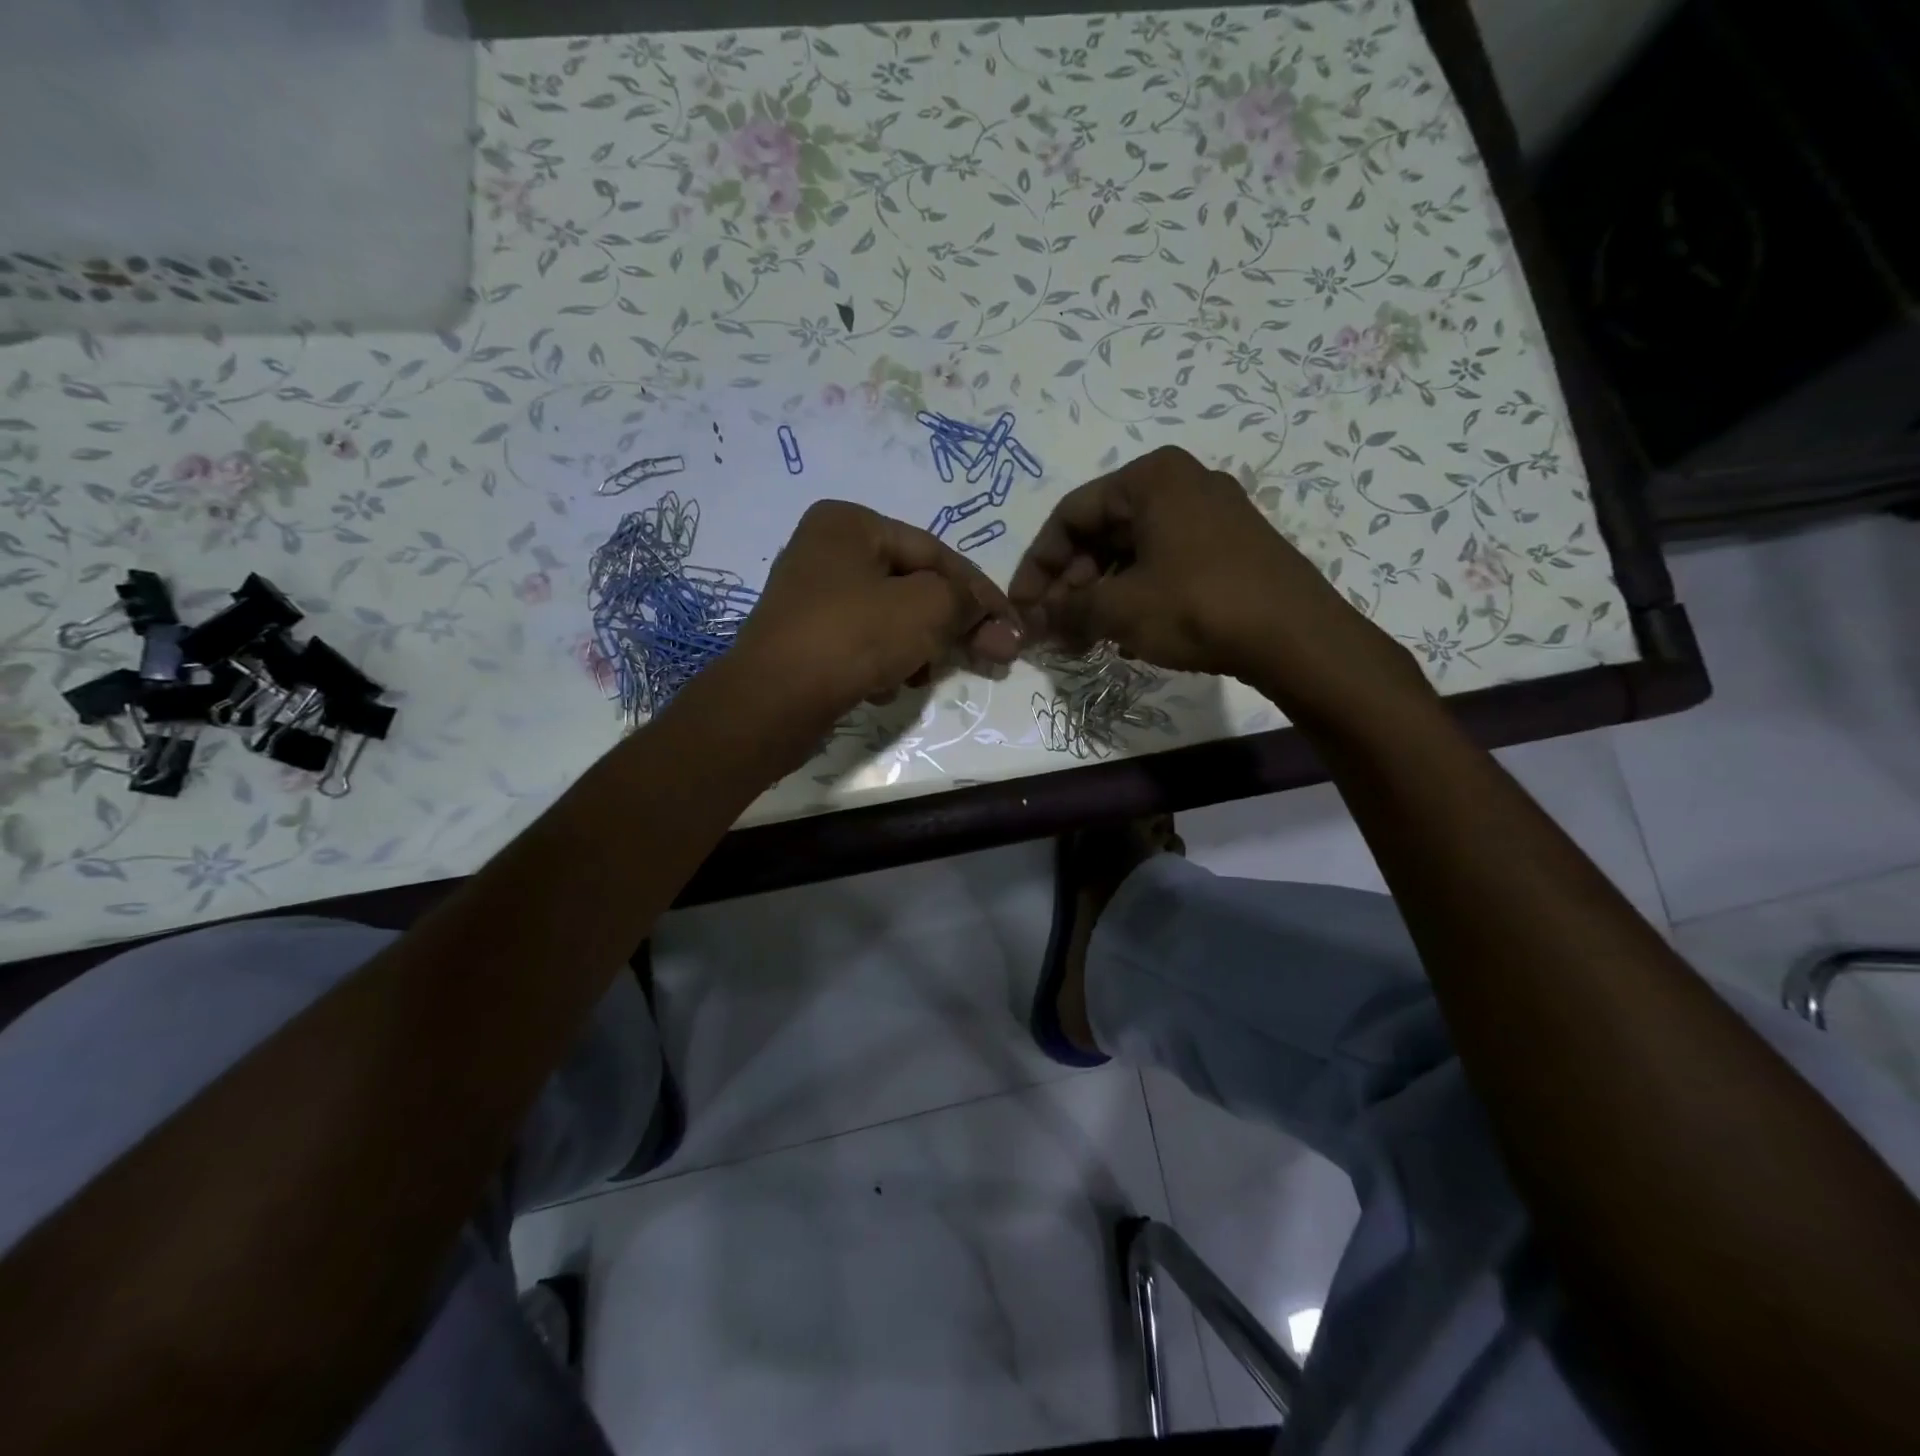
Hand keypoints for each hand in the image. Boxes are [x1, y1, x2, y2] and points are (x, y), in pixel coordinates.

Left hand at [724, 499, 1022, 733]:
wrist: (772, 702)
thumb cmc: (852, 637)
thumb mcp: (926, 608)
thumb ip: (967, 603)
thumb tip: (999, 622)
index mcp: (850, 523)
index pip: (935, 553)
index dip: (981, 592)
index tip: (1012, 629)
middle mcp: (827, 550)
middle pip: (915, 587)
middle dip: (951, 627)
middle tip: (992, 658)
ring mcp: (813, 597)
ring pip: (893, 620)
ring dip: (917, 650)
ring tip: (918, 677)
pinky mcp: (808, 640)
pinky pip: (865, 645)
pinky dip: (884, 665)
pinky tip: (882, 688)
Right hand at [1009, 446, 1425, 715]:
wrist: (1296, 637)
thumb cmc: (1196, 606)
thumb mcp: (1119, 608)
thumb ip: (1066, 609)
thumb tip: (1029, 622)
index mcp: (1150, 477)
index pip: (1070, 515)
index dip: (1037, 565)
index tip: (1023, 608)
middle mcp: (1181, 483)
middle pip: (1102, 531)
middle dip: (1070, 584)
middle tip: (1054, 629)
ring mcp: (1210, 514)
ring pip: (1132, 551)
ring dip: (1099, 594)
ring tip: (1084, 638)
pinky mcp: (1229, 546)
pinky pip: (1163, 562)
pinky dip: (1135, 594)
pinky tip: (1124, 633)